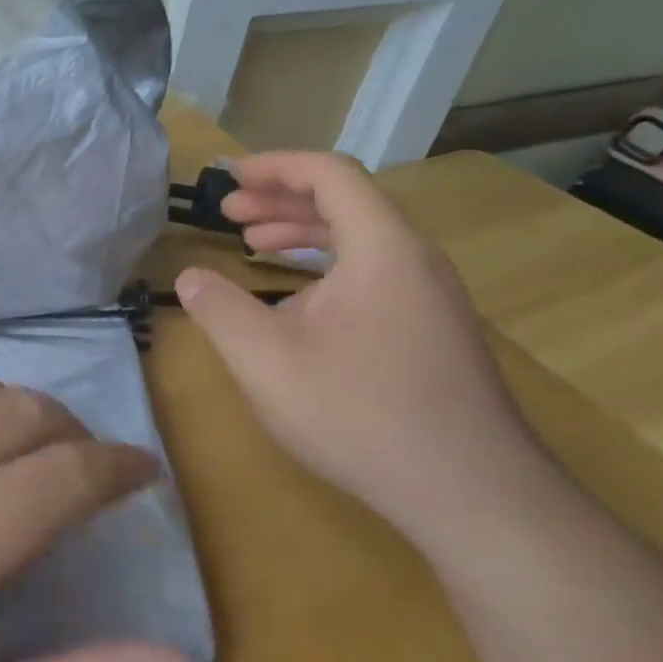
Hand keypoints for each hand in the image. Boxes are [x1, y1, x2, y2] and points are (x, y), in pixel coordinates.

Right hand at [175, 152, 552, 545]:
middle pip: (347, 202)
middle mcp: (415, 260)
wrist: (472, 495)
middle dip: (281, 200)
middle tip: (230, 215)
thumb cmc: (360, 414)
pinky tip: (297, 303)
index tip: (229, 179)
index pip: (329, 174)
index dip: (274, 166)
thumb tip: (190, 277)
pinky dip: (328, 267)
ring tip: (254, 245)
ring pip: (362, 240)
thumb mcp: (265, 360)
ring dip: (304, 233)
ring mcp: (431, 298)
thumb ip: (219, 309)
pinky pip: (375, 273)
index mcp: (382, 248)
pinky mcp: (434, 331)